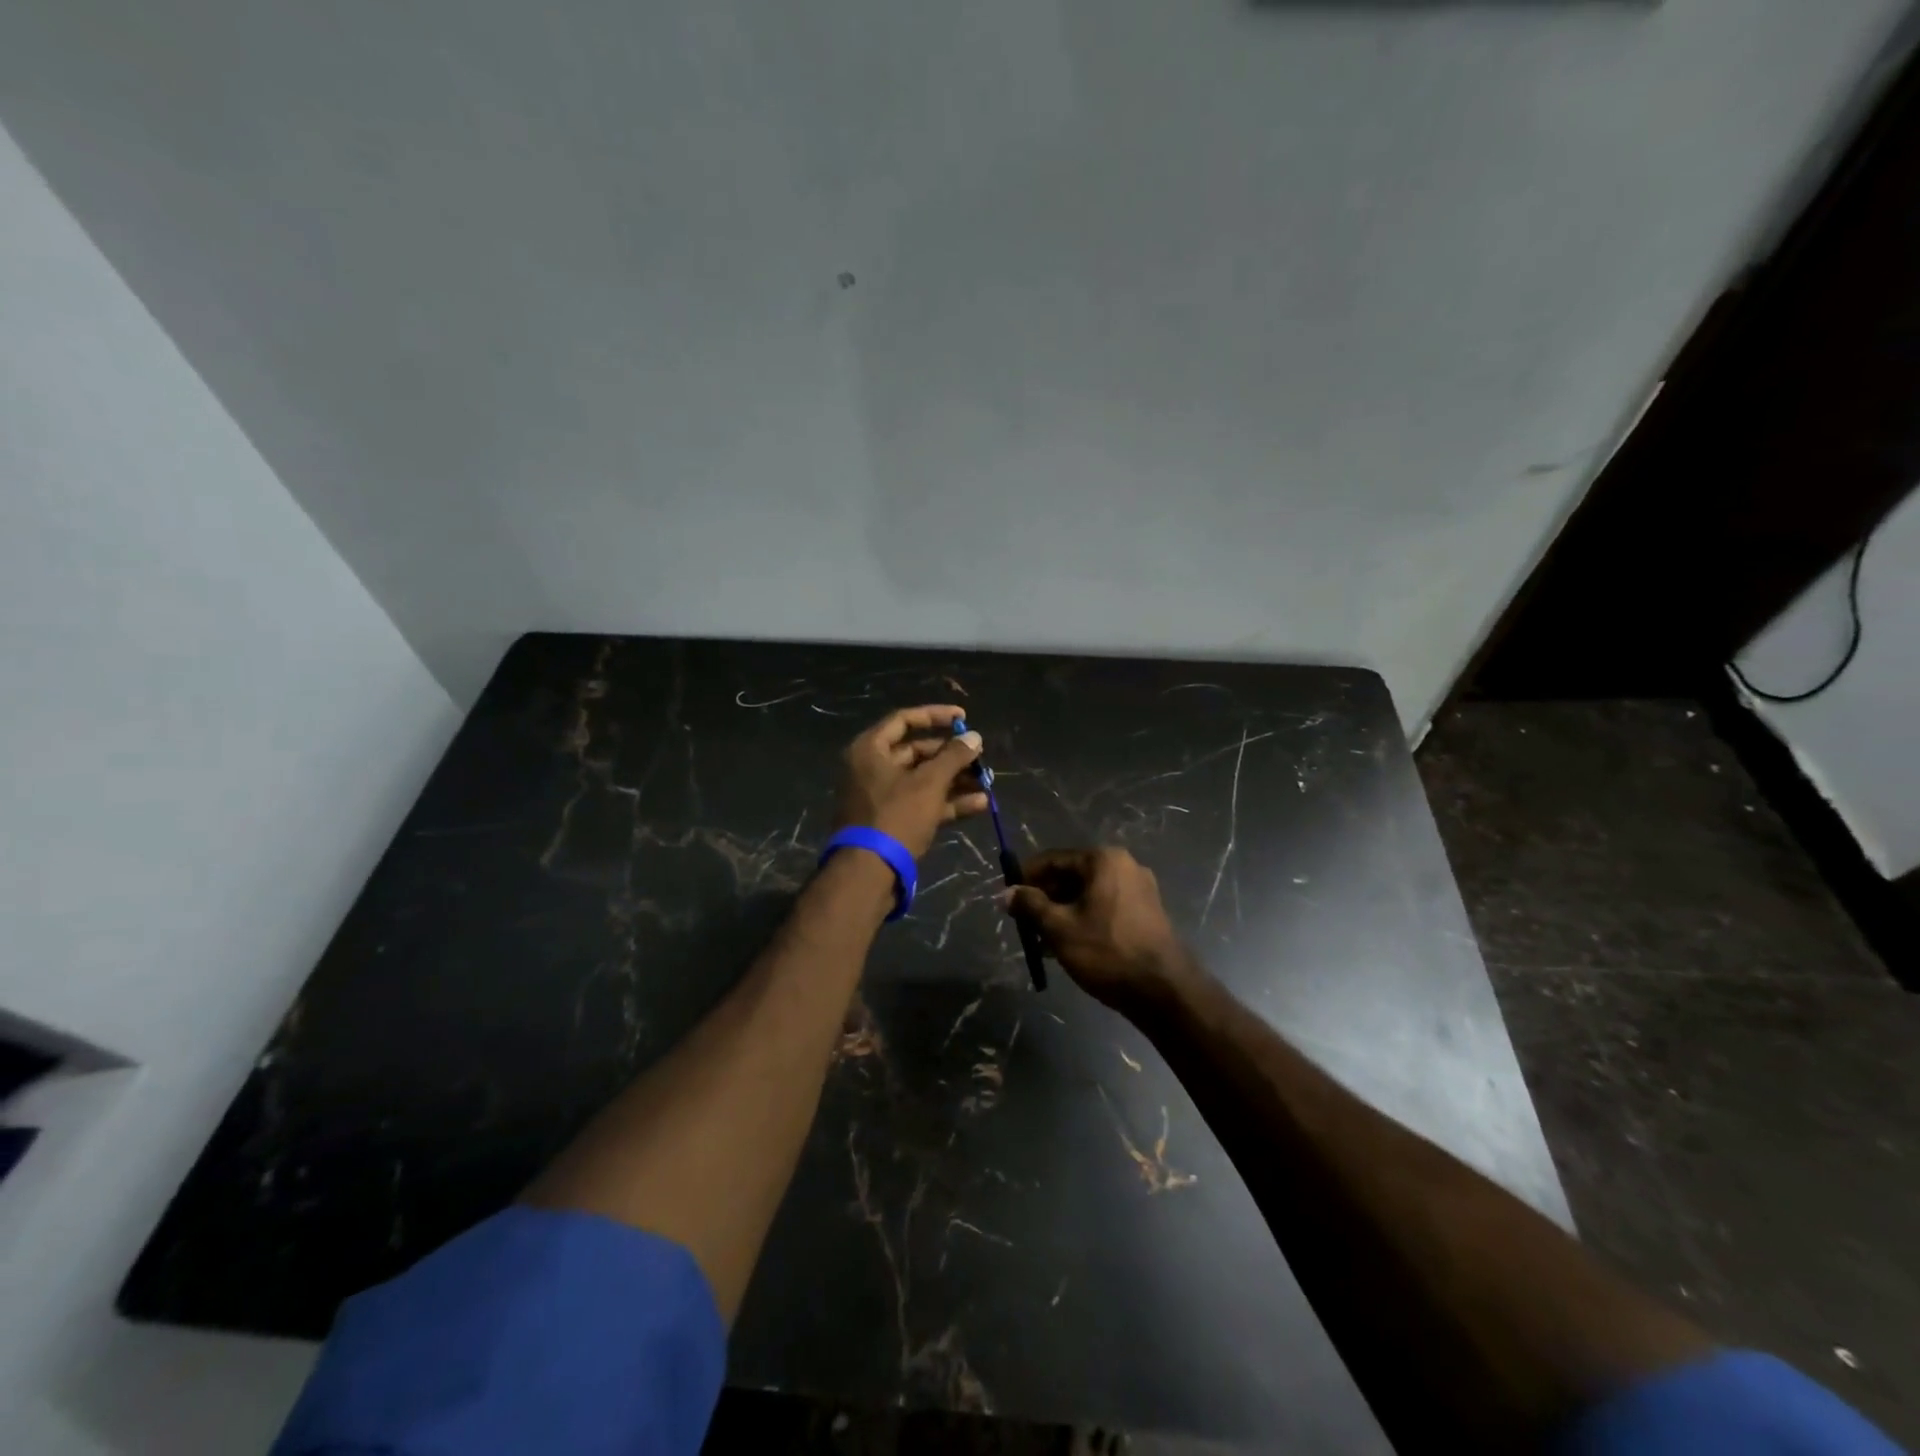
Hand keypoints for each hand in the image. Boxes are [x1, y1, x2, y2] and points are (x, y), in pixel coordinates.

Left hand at [835, 705, 988, 858]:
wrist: (868, 873)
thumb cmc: (896, 817)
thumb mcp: (929, 783)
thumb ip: (954, 756)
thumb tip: (974, 736)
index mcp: (870, 750)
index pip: (904, 720)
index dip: (936, 715)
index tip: (964, 717)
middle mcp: (871, 769)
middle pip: (916, 752)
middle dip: (951, 756)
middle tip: (980, 758)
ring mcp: (881, 798)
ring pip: (923, 780)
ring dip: (955, 781)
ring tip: (986, 783)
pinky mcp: (892, 822)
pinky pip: (922, 804)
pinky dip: (948, 803)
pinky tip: (979, 805)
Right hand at [1004, 848, 1196, 1011]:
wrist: (1164, 990)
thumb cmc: (1107, 951)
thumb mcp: (1059, 928)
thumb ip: (1030, 905)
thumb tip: (1005, 893)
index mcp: (1103, 860)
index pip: (1053, 859)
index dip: (1026, 877)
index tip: (1007, 897)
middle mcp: (1124, 866)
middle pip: (1071, 875)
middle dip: (1044, 898)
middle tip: (1023, 922)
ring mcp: (1139, 889)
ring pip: (1087, 894)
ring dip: (1062, 912)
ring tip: (1041, 941)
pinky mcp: (1146, 912)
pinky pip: (1104, 907)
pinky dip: (1083, 919)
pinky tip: (1067, 946)